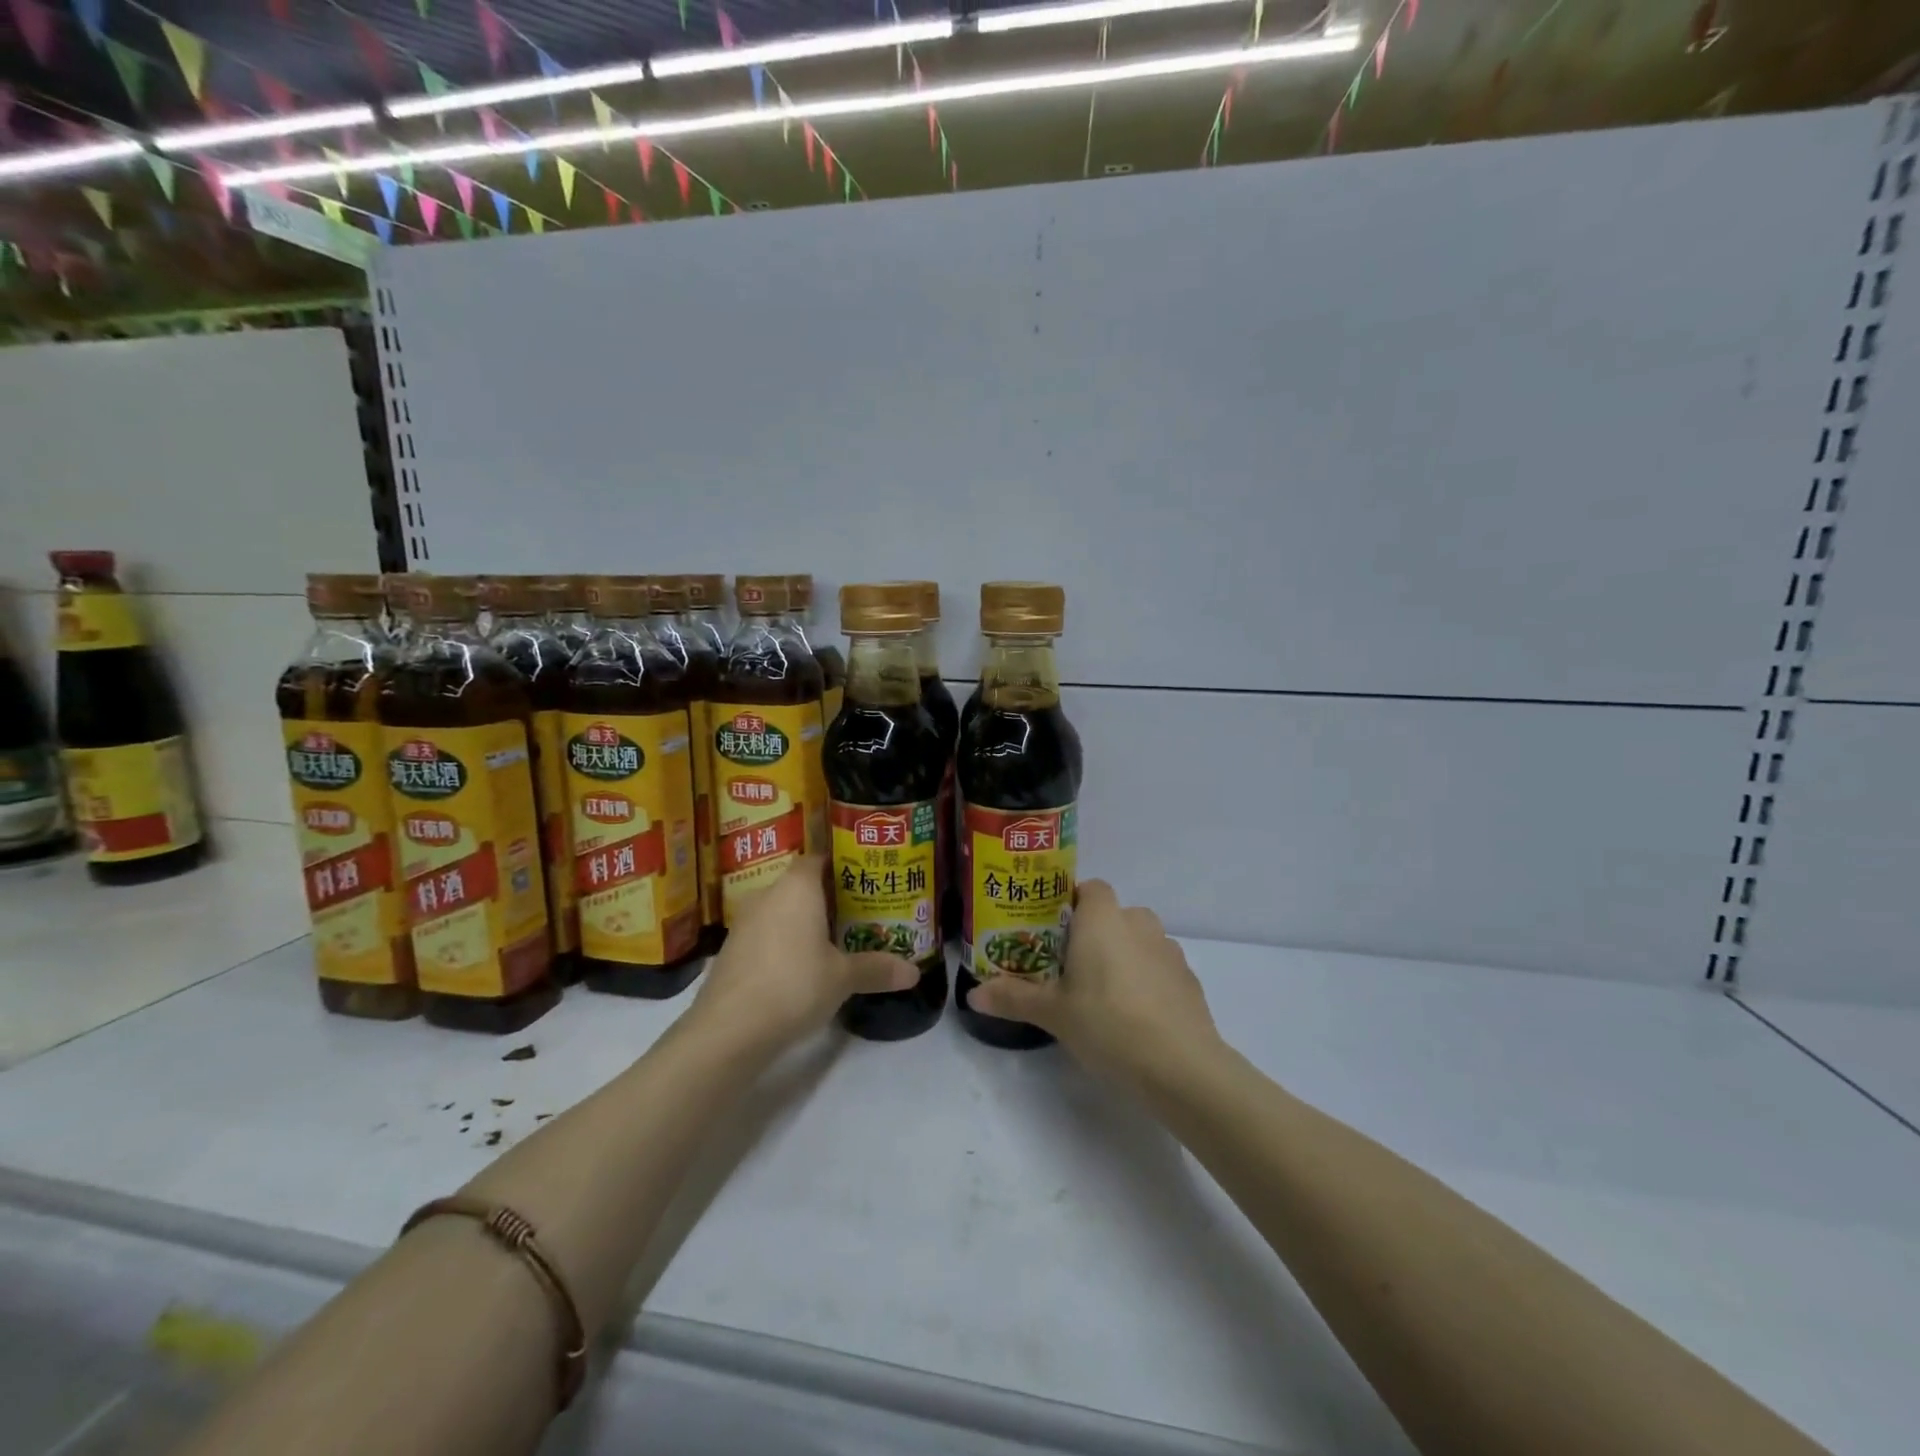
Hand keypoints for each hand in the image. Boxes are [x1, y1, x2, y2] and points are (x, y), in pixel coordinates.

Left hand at [687, 855, 917, 1055]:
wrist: (729, 1029)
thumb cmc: (794, 984)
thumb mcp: (843, 978)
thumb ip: (877, 969)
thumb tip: (914, 973)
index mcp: (797, 886)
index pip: (819, 859)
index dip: (841, 866)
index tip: (863, 880)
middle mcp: (768, 894)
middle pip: (800, 885)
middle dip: (826, 897)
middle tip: (857, 912)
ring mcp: (744, 922)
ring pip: (780, 910)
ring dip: (802, 922)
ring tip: (833, 940)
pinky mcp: (731, 950)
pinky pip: (765, 934)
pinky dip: (783, 943)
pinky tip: (800, 967)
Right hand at [968, 880, 1220, 1088]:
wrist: (1181, 1066)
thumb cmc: (1107, 1023)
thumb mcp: (1052, 1012)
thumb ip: (1013, 997)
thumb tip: (972, 994)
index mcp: (1103, 918)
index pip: (1089, 888)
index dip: (1070, 904)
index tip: (1051, 933)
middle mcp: (1138, 922)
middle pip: (1112, 915)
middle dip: (1093, 935)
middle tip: (1069, 969)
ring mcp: (1169, 950)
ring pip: (1138, 941)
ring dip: (1121, 957)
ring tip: (1101, 995)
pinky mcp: (1189, 979)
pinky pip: (1158, 968)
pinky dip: (1145, 981)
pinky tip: (1134, 1016)